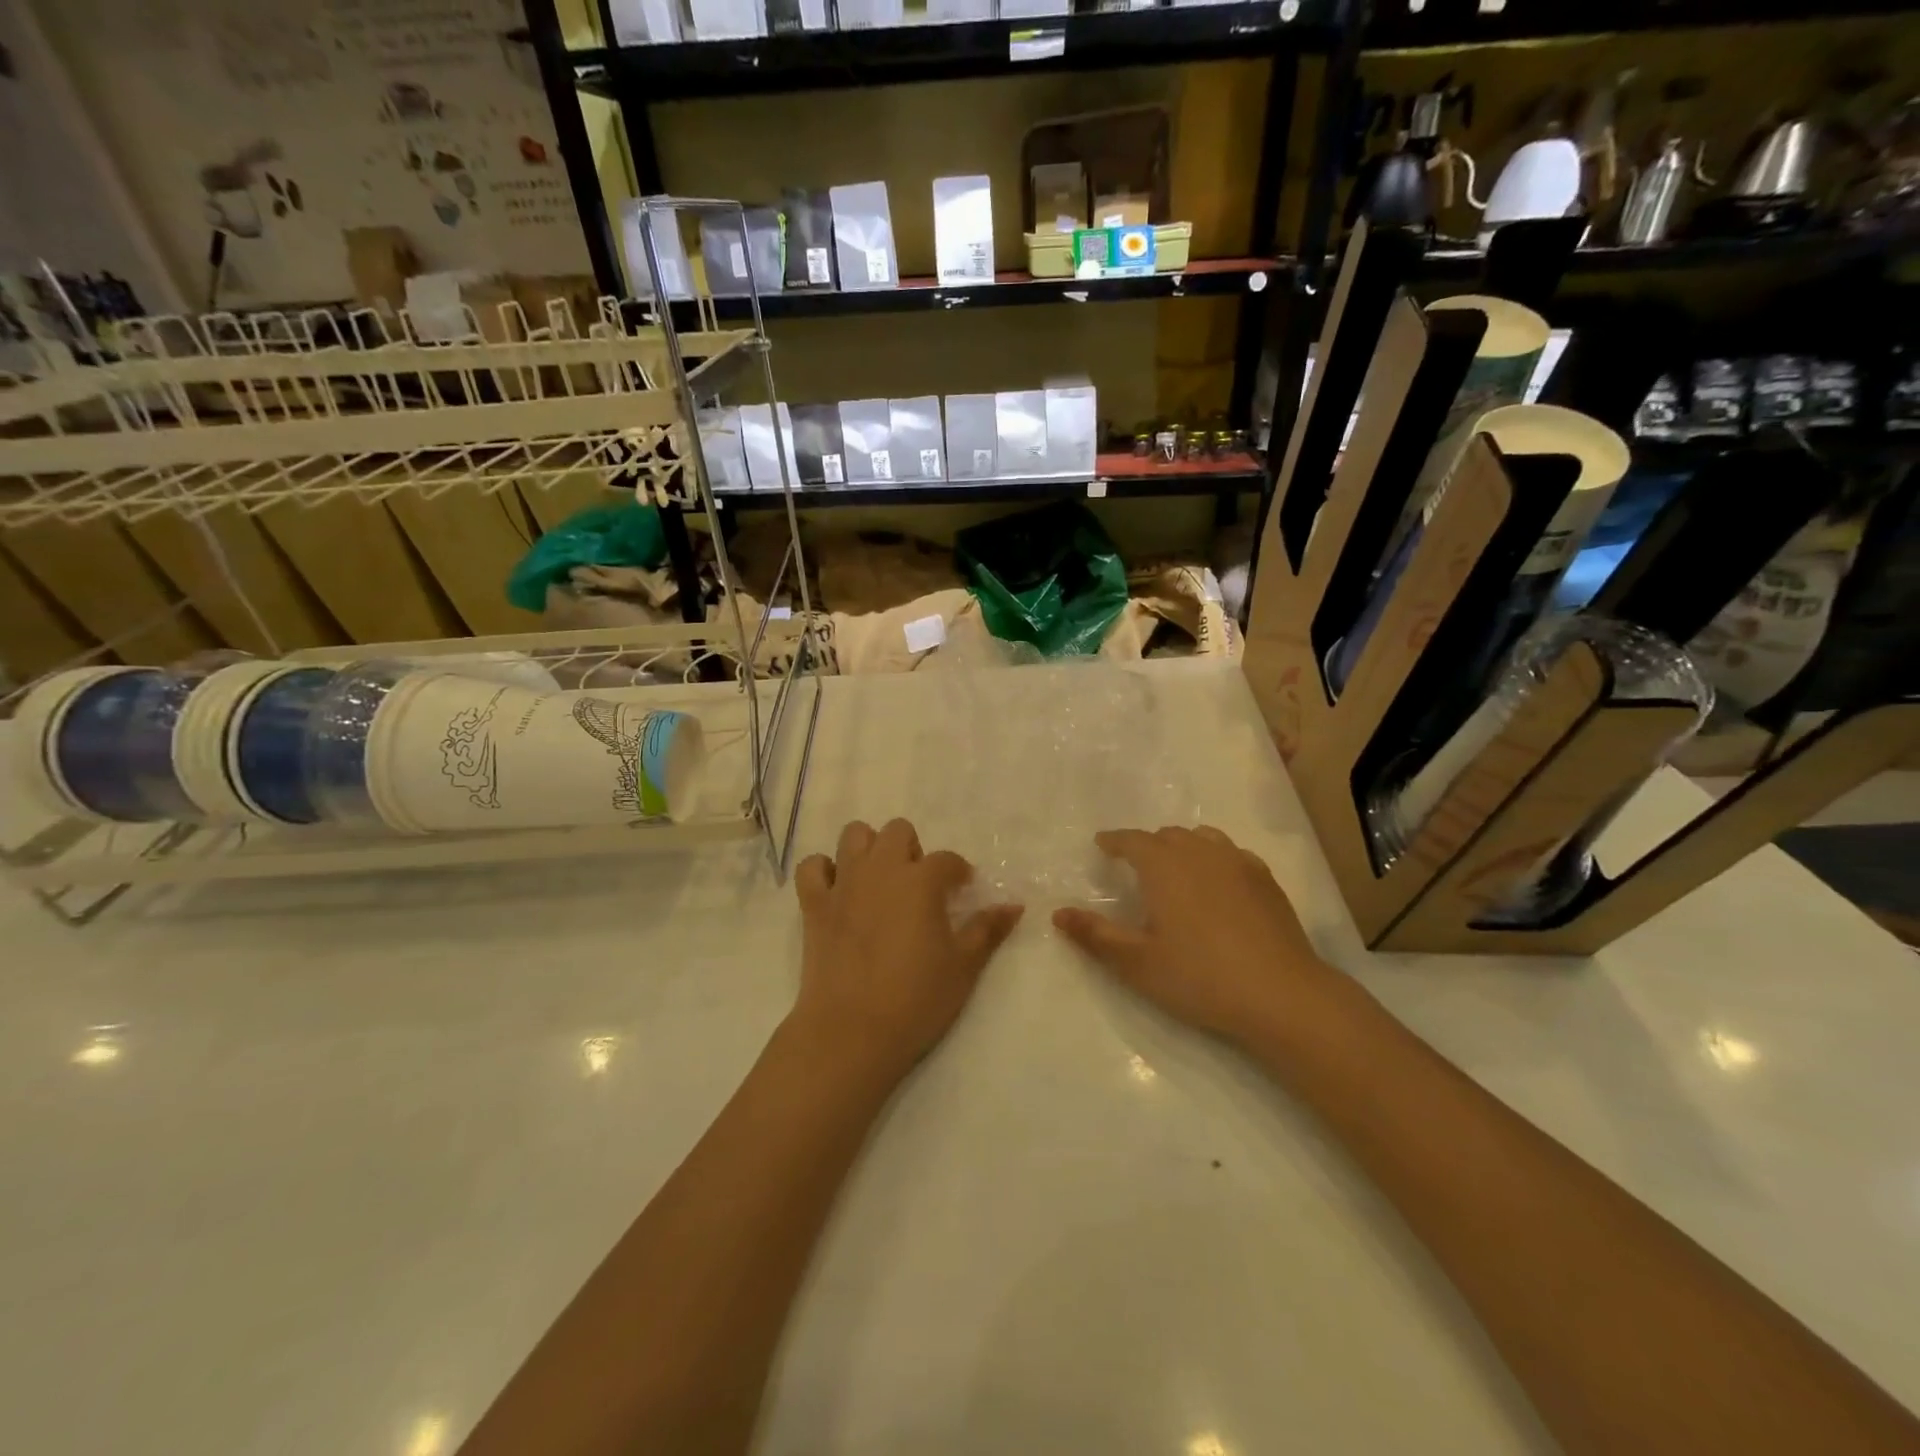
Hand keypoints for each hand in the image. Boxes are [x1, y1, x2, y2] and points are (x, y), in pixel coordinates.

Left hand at [792, 819, 1023, 1083]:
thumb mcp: (964, 966)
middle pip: (898, 831)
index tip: (962, 891)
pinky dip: (824, 871)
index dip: (958, 872)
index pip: (947, 860)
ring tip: (879, 880)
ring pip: (854, 835)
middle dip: (912, 850)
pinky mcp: (814, 904)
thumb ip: (988, 929)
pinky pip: (812, 867)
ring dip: (869, 849)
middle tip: (918, 885)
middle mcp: (881, 869)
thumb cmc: (916, 998)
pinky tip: (838, 890)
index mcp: (921, 880)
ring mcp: (844, 883)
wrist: (852, 1031)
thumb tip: (1014, 905)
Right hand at [1053, 826, 1346, 1045]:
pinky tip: (1218, 883)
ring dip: (1182, 847)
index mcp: (1164, 866)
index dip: (1114, 841)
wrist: (1281, 995)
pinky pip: (1232, 853)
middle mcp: (1200, 853)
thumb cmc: (1200, 977)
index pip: (1132, 841)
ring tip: (1176, 869)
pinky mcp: (1266, 880)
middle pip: (1167, 835)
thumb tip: (1058, 913)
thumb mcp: (1137, 963)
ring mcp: (1238, 863)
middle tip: (1136, 866)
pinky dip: (1215, 858)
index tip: (1102, 844)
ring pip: (1202, 838)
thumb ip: (1095, 935)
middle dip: (1148, 845)